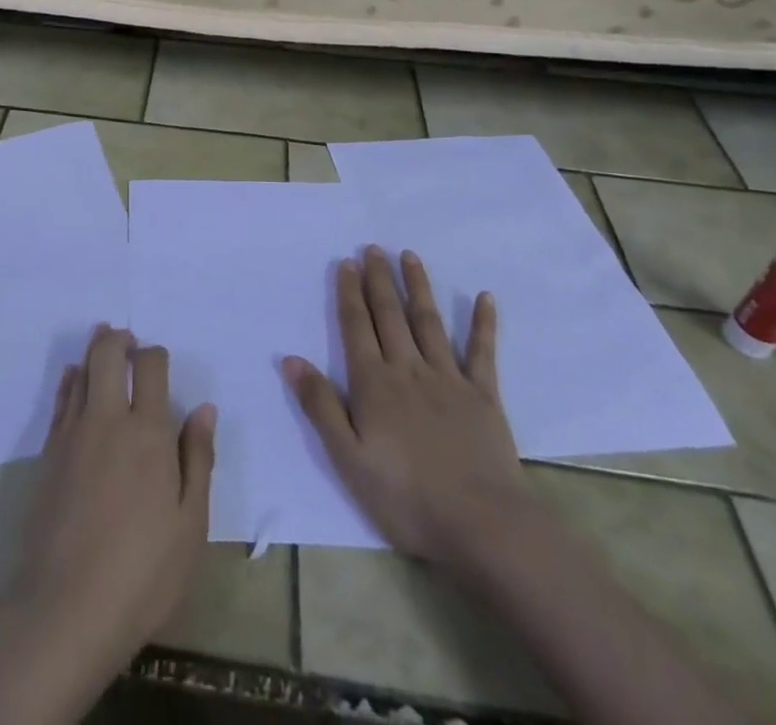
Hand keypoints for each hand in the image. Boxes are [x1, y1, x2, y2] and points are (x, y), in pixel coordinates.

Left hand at [8, 325, 215, 665]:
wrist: (66, 608)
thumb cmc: (142, 573)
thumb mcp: (190, 526)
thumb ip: (198, 460)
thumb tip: (205, 409)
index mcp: (149, 433)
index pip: (151, 367)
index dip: (155, 354)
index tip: (159, 361)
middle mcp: (108, 420)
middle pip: (108, 354)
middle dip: (119, 338)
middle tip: (128, 338)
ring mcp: (73, 433)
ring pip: (82, 371)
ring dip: (94, 349)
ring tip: (103, 340)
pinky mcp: (49, 452)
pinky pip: (61, 399)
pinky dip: (71, 379)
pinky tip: (75, 378)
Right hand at [283, 246, 528, 569]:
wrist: (483, 526)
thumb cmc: (406, 496)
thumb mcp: (348, 458)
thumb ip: (320, 405)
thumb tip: (290, 359)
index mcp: (374, 383)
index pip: (357, 326)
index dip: (350, 293)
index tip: (347, 262)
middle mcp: (409, 369)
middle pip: (390, 315)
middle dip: (379, 279)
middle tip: (373, 248)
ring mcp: (449, 379)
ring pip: (429, 322)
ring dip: (418, 287)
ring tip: (409, 256)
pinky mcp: (483, 396)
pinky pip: (482, 352)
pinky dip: (483, 324)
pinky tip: (485, 297)